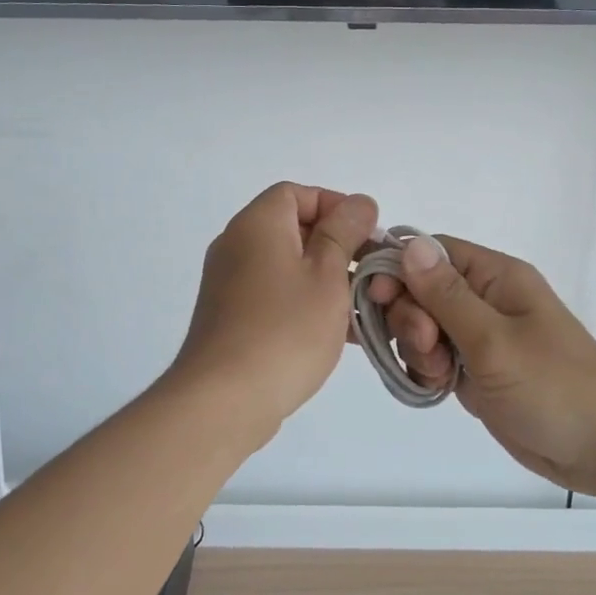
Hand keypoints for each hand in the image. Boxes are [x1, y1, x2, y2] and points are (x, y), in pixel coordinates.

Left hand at [168, 183, 379, 449]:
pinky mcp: (231, 317)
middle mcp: (237, 245)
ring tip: (362, 308)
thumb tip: (359, 203)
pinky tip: (339, 333)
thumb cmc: (285, 329)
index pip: (297, 194)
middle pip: (294, 229)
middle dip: (338, 248)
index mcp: (257, 224)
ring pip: (288, 266)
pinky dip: (305, 303)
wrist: (224, 400)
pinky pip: (275, 295)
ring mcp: (230, 283)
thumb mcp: (327, 274)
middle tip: (371, 275)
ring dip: (326, 280)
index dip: (336, 207)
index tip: (367, 237)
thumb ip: (345, 233)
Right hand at [365, 237, 595, 496]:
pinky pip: (434, 358)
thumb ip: (446, 294)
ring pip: (423, 327)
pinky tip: (438, 389)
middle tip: (429, 348)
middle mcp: (485, 300)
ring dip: (418, 349)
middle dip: (410, 318)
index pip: (431, 253)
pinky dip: (427, 370)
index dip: (399, 269)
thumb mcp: (494, 340)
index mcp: (496, 277)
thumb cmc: (554, 387)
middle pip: (421, 290)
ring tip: (441, 376)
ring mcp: (480, 337)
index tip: (379, 299)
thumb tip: (409, 242)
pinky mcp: (476, 370)